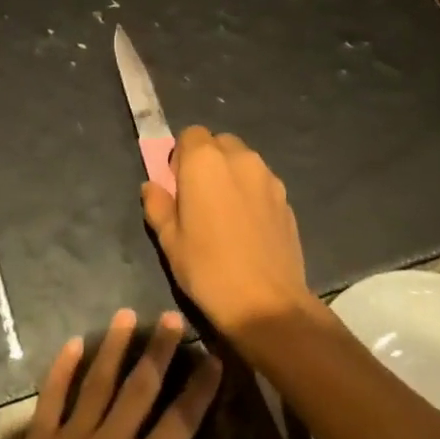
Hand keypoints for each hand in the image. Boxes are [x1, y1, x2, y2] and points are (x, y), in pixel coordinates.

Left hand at [0, 309, 225, 438]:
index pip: (181, 420)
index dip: (199, 388)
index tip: (213, 358)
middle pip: (141, 388)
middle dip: (160, 351)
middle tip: (172, 318)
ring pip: (98, 382)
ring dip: (115, 347)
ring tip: (128, 315)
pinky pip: (52, 397)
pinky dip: (63, 368)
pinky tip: (74, 342)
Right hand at [141, 127, 308, 336]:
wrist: (267, 304)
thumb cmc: (207, 268)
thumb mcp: (168, 240)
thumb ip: (157, 205)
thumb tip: (152, 187)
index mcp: (204, 161)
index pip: (190, 134)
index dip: (181, 156)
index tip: (177, 185)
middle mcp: (240, 159)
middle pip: (219, 143)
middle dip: (207, 161)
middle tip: (198, 197)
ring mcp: (269, 178)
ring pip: (243, 162)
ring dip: (231, 175)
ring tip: (224, 214)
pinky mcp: (287, 200)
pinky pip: (262, 184)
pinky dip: (251, 193)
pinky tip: (247, 228)